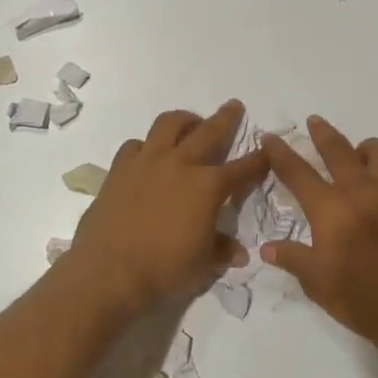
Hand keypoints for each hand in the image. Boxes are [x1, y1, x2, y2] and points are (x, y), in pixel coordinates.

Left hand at [68, 100, 269, 313]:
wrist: (109, 271)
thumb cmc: (164, 269)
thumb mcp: (203, 265)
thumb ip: (222, 250)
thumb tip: (239, 251)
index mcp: (208, 186)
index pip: (243, 168)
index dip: (259, 160)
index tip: (268, 151)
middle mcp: (180, 164)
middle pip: (208, 131)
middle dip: (226, 118)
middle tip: (233, 106)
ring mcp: (147, 161)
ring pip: (168, 124)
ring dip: (184, 120)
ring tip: (190, 124)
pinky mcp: (120, 168)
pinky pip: (136, 145)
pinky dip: (147, 145)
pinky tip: (149, 155)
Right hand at [260, 116, 377, 347]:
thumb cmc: (361, 299)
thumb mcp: (317, 283)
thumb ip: (293, 258)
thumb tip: (267, 248)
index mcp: (332, 210)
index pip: (298, 173)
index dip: (281, 153)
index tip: (270, 137)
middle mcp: (362, 191)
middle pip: (338, 150)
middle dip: (322, 133)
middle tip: (314, 122)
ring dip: (363, 148)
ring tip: (357, 156)